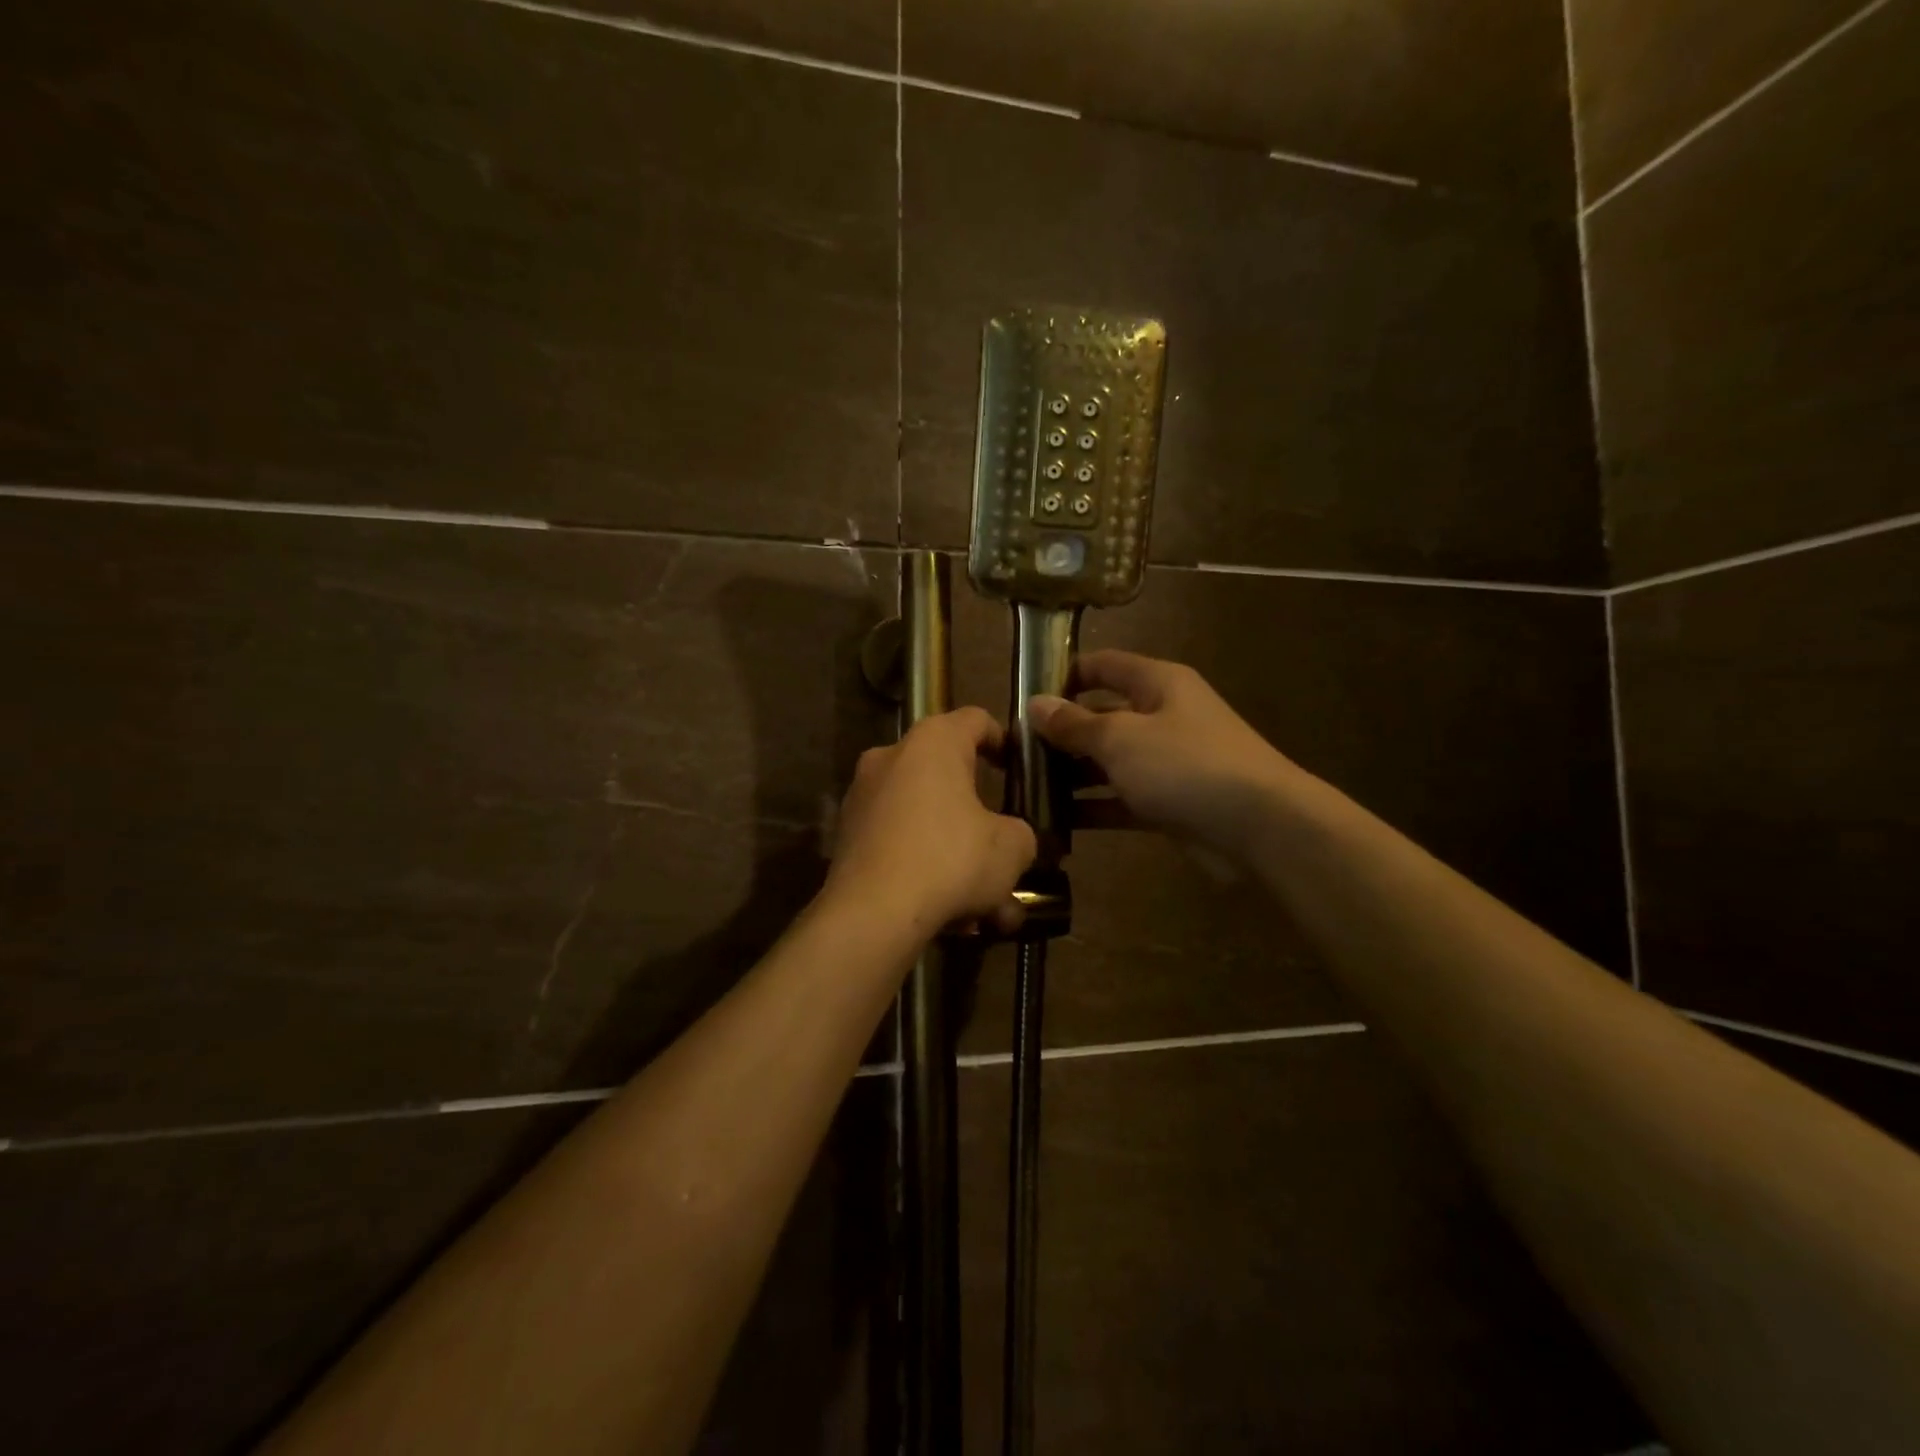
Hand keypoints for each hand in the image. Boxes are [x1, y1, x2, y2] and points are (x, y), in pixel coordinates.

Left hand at [827, 707, 1037, 937]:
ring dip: (960, 858)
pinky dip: (928, 871)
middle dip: (983, 821)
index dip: (1003, 741)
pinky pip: (901, 846)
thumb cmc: (950, 859)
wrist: (871, 914)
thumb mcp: (1011, 847)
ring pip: (927, 822)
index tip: (1019, 770)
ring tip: (990, 907)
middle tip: (1007, 853)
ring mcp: (863, 798)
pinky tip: (954, 916)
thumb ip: (1021, 833)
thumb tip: (1012, 839)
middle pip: (949, 779)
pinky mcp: (848, 838)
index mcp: (932, 742)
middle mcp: (891, 758)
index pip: (975, 720)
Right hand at [1030, 651, 1300, 855]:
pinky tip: (1056, 822)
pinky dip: (1094, 809)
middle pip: (1102, 716)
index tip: (1025, 698)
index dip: (1064, 676)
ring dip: (1072, 776)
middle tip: (1015, 754)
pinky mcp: (1170, 802)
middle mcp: (1162, 716)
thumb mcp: (1121, 738)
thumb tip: (1036, 704)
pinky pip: (1122, 799)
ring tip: (1026, 790)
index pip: (1103, 666)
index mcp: (1158, 684)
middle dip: (1061, 734)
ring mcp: (1167, 761)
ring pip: (1110, 762)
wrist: (1261, 827)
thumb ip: (1075, 724)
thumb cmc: (1186, 765)